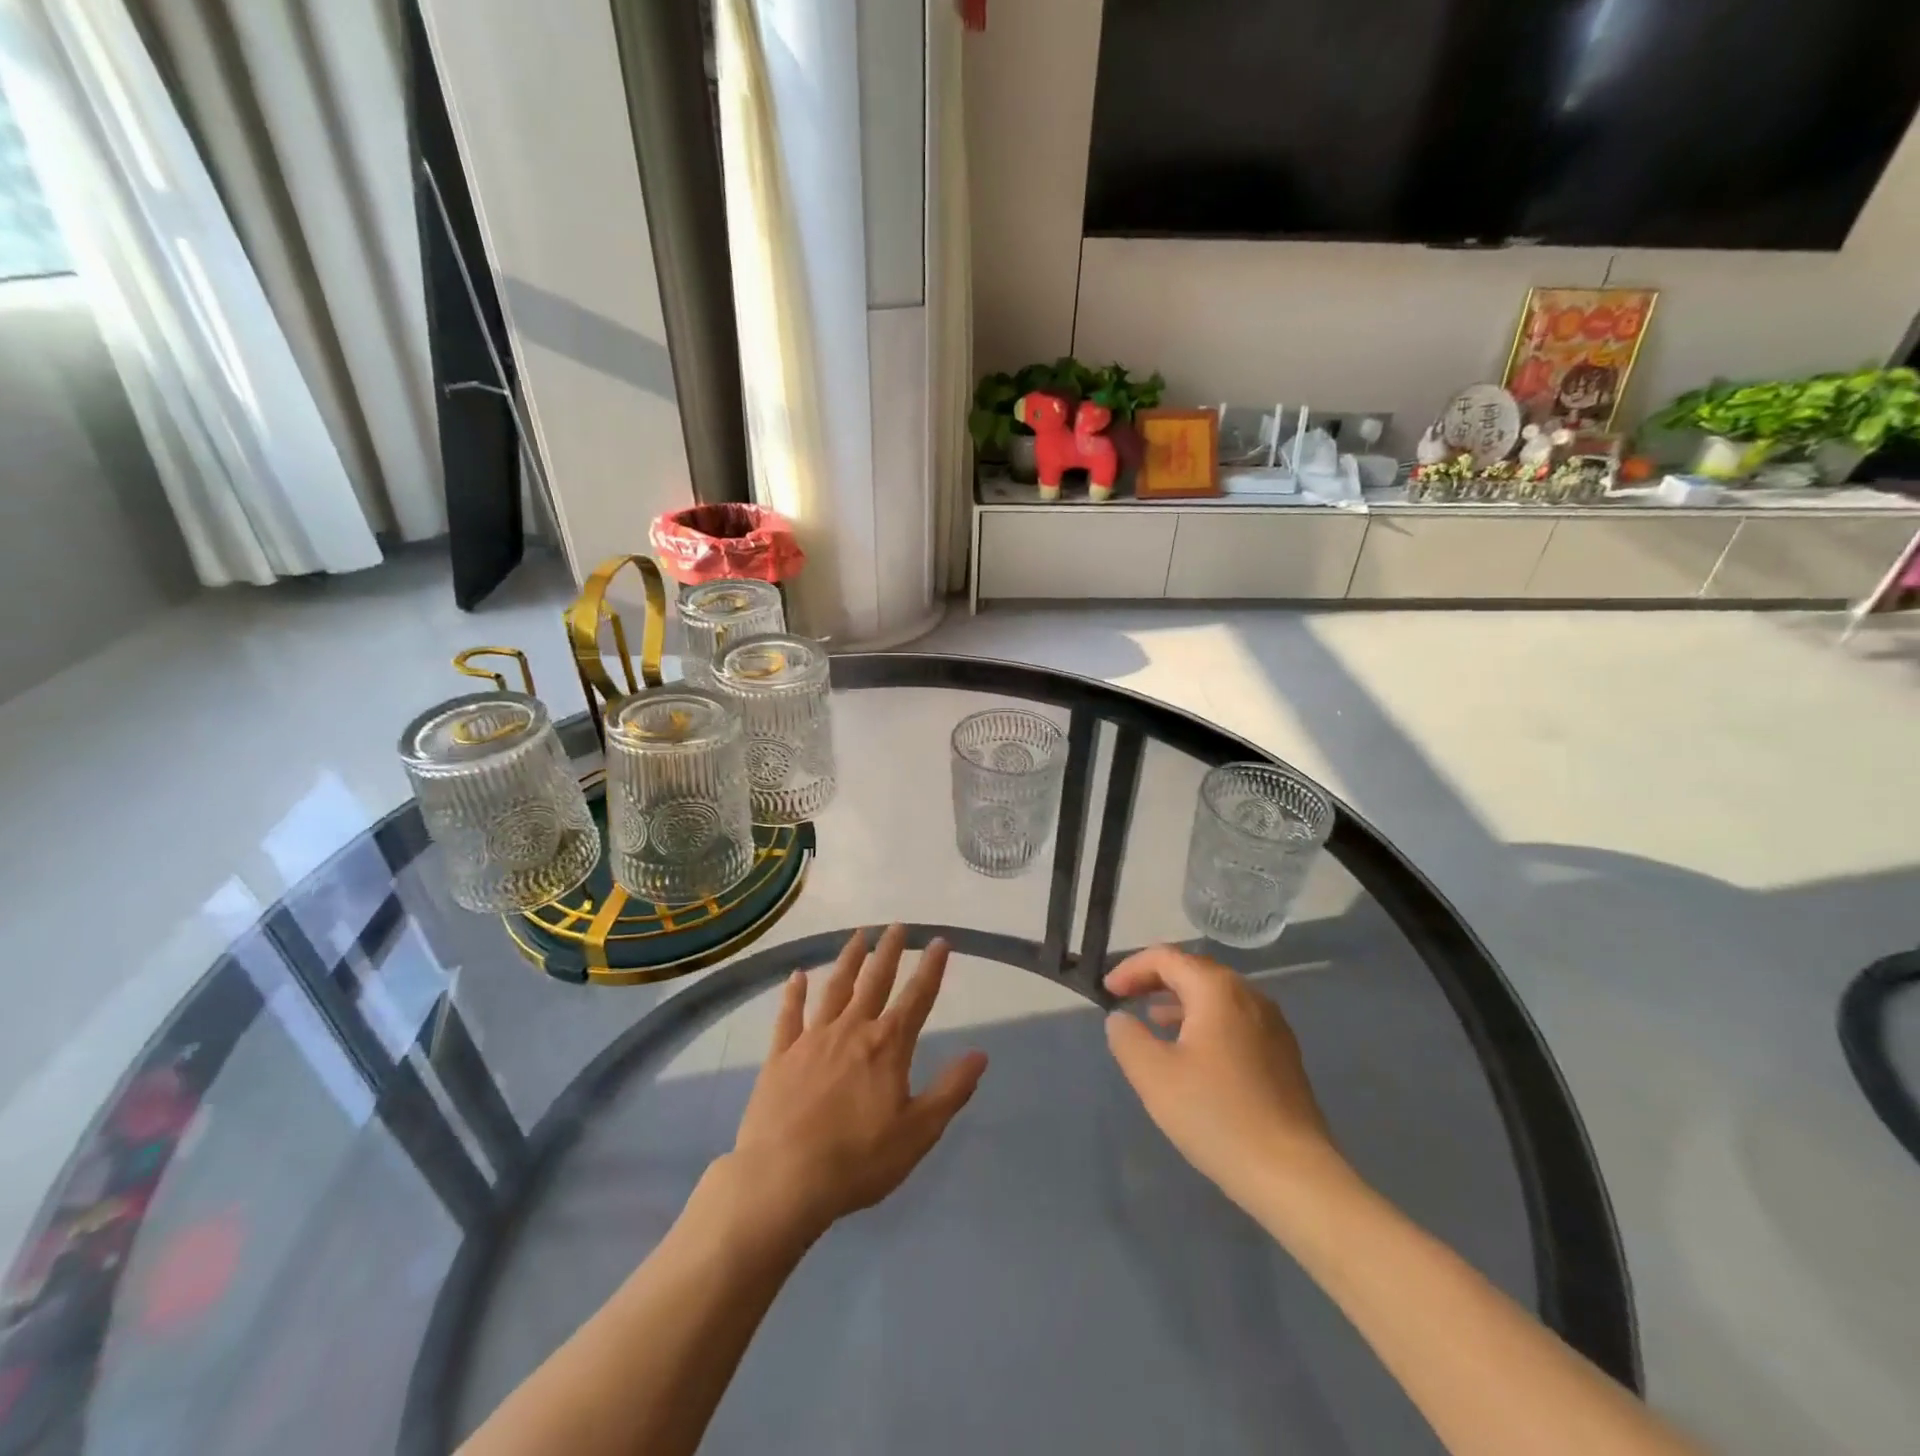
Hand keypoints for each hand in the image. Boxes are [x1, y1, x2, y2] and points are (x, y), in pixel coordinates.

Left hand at [726, 925, 987, 1242]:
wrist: (784, 1179)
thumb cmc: (858, 1160)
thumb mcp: (918, 1132)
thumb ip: (951, 1090)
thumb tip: (980, 1054)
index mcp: (887, 1046)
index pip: (917, 998)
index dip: (931, 969)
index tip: (940, 941)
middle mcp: (852, 1030)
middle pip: (875, 981)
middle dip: (889, 951)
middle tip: (897, 926)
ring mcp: (813, 1039)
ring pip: (835, 989)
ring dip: (848, 960)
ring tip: (858, 936)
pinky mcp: (781, 1056)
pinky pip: (789, 1016)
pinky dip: (793, 994)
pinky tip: (796, 976)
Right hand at [1104, 945, 1343, 1210]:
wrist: (1294, 1176)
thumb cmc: (1217, 1116)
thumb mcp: (1153, 1075)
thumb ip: (1127, 1037)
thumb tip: (1121, 1019)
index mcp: (1218, 990)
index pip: (1166, 957)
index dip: (1131, 969)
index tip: (1107, 992)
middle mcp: (1249, 995)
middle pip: (1194, 971)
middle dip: (1155, 981)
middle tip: (1126, 999)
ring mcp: (1272, 1025)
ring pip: (1216, 997)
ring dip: (1180, 1002)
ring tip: (1153, 1022)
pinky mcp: (1283, 1054)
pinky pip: (1235, 1021)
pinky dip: (1205, 1022)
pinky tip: (1193, 1055)